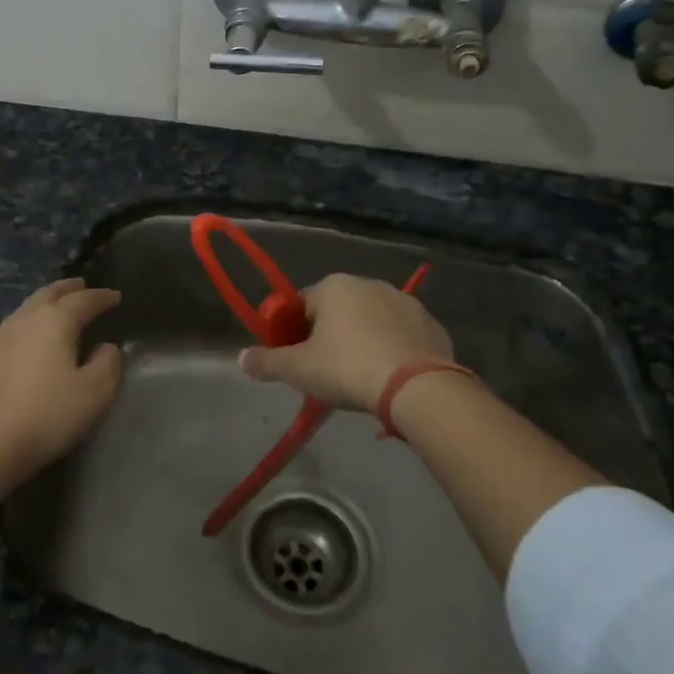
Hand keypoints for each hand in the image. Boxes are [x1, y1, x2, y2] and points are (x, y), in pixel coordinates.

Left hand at [0, 278, 123, 485]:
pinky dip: (25, 328)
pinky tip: (26, 344)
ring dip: (43, 306)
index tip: (115, 296)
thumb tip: (106, 347)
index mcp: (54, 321)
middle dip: (67, 288)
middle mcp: (23, 321)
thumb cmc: (47, 414)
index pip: (83, 300)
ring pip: (24, 310)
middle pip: (47, 294)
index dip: (101, 297)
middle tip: (81, 286)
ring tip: (55, 311)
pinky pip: (9, 332)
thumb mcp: (94, 393)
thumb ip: (107, 364)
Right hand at [237, 273, 453, 411]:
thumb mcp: (298, 369)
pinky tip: (390, 378)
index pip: (301, 304)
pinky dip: (393, 351)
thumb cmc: (347, 368)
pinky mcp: (432, 325)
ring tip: (360, 379)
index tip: (295, 359)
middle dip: (329, 336)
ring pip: (372, 322)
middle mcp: (370, 284)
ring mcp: (406, 302)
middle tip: (326, 372)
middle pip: (337, 311)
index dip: (293, 332)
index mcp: (334, 286)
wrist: (418, 388)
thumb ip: (266, 362)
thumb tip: (241, 358)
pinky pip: (402, 336)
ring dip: (362, 341)